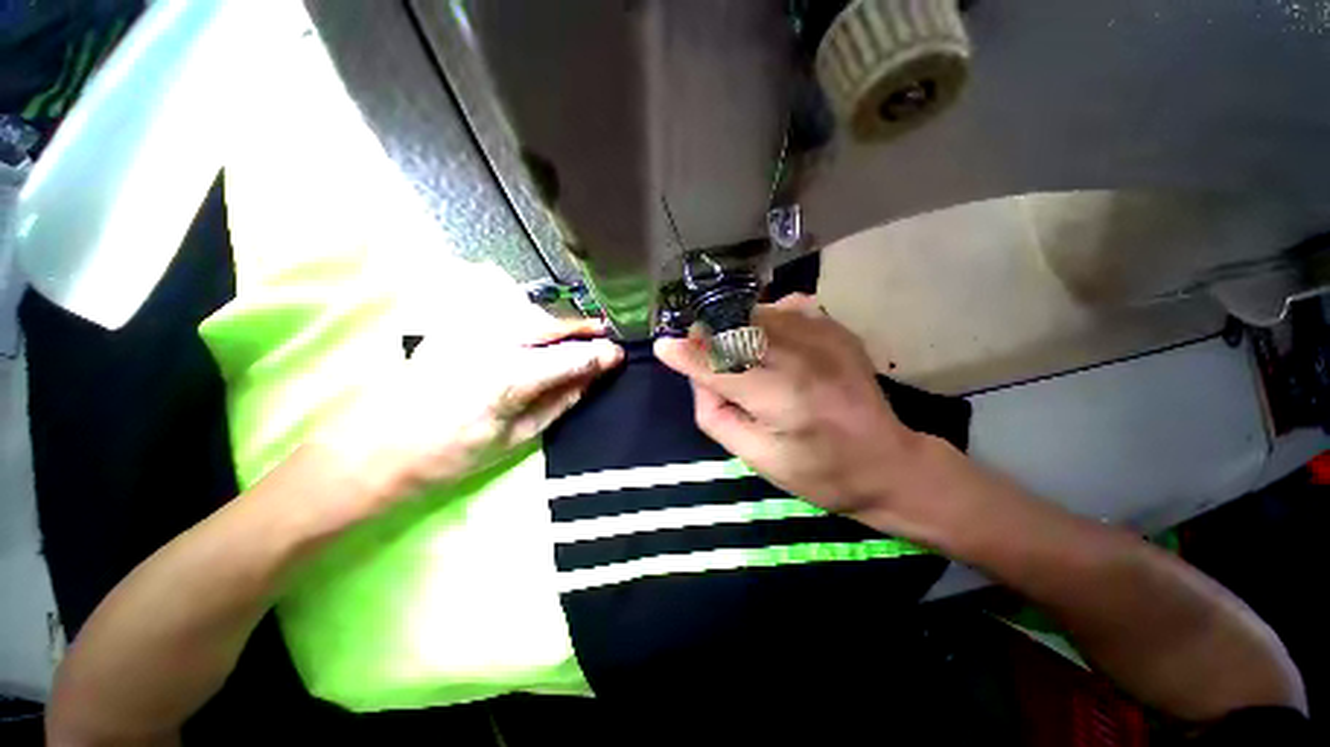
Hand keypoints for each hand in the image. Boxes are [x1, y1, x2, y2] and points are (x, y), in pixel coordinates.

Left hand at [317, 316, 622, 515]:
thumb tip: (591, 379)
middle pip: (552, 325)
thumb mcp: (516, 437)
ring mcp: (469, 328)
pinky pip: (506, 314)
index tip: (619, 354)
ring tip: (578, 337)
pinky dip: (531, 320)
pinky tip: (539, 334)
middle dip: (583, 330)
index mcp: (509, 377)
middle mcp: (491, 341)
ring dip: (559, 324)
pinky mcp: (454, 326)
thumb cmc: (449, 455)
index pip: (570, 357)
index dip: (599, 354)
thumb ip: (559, 402)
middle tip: (604, 338)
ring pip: (531, 314)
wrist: (373, 448)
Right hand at [654, 294, 923, 516]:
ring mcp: (823, 336)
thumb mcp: (757, 460)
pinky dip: (766, 320)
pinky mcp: (836, 328)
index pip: (719, 367)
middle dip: (709, 337)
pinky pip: (785, 308)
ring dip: (734, 327)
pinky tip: (771, 341)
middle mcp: (802, 357)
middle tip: (701, 353)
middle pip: (735, 329)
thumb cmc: (819, 472)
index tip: (663, 347)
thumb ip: (717, 416)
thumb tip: (698, 379)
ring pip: (757, 313)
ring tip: (734, 349)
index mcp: (781, 398)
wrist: (888, 462)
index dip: (686, 356)